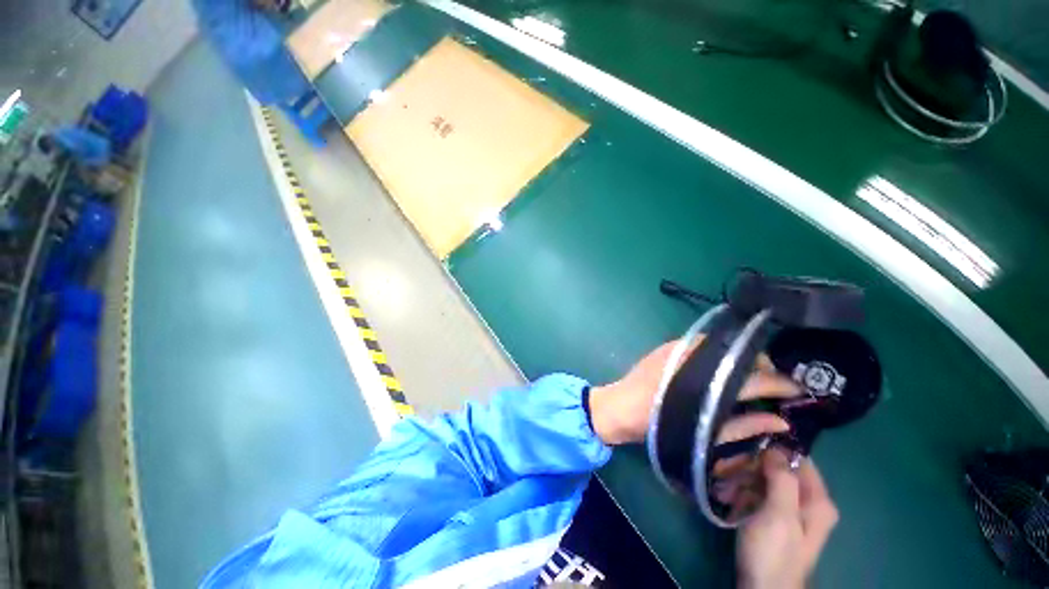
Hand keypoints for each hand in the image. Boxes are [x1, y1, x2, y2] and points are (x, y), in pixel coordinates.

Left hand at [588, 338, 798, 445]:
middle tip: (775, 384)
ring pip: (725, 346)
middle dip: (763, 367)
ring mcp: (680, 347)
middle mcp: (695, 357)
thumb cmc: (656, 425)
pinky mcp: (670, 344)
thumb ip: (743, 427)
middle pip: (741, 355)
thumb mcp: (702, 433)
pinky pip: (706, 344)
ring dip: (743, 359)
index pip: (752, 378)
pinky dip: (722, 354)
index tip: (799, 390)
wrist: (619, 405)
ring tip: (753, 376)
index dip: (780, 384)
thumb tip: (780, 421)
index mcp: (705, 383)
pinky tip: (726, 367)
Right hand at [736, 452, 837, 588]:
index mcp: (818, 501)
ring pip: (766, 483)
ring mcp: (790, 513)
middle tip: (726, 470)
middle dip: (751, 468)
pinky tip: (727, 498)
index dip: (773, 450)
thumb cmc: (773, 552)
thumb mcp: (779, 514)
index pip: (799, 459)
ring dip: (742, 481)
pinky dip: (742, 494)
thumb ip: (782, 479)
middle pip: (780, 471)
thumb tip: (776, 447)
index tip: (745, 448)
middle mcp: (808, 504)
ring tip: (722, 487)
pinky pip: (759, 497)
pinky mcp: (773, 521)